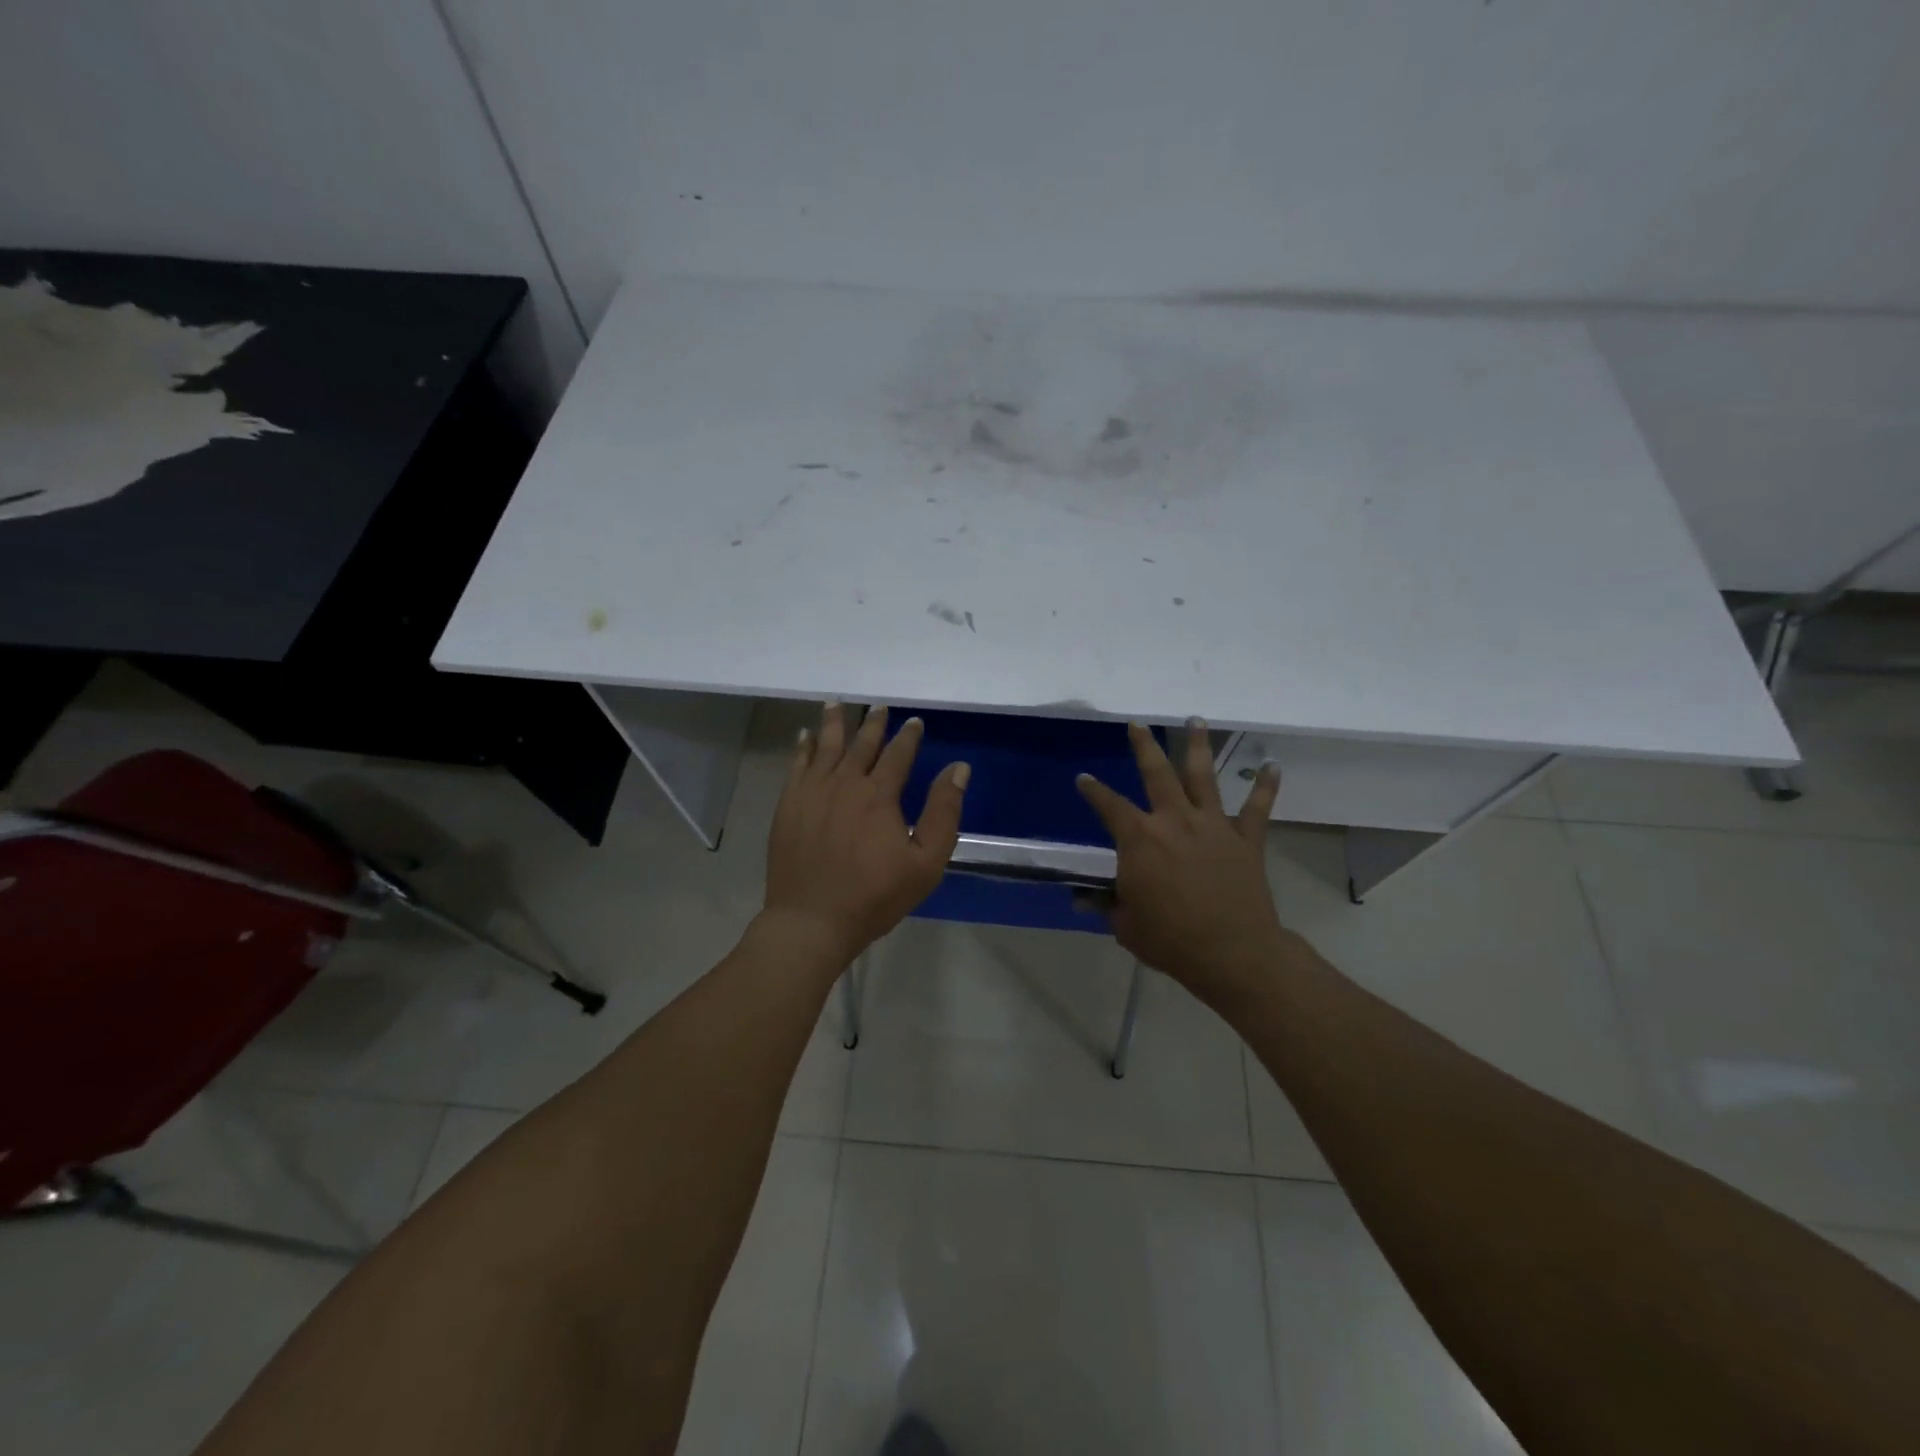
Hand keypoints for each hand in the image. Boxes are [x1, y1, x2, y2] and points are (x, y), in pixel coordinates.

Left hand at [762, 703, 969, 965]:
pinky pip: (797, 766)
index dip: (908, 737)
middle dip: (872, 724)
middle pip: (860, 744)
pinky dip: (803, 748)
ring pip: (825, 747)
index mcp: (879, 795)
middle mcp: (844, 783)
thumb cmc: (875, 895)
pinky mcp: (789, 806)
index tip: (914, 722)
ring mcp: (812, 792)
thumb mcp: (926, 861)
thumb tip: (958, 768)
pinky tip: (804, 737)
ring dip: (833, 724)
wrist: (812, 920)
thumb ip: (943, 812)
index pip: (898, 754)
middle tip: (879, 707)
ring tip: (835, 703)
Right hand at [1076, 720, 1284, 1004]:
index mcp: (1139, 839)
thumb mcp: (1126, 925)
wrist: (1232, 953)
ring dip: (1198, 746)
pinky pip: (1257, 808)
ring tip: (1196, 720)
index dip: (1093, 791)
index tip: (1083, 778)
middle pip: (1157, 774)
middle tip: (1137, 723)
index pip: (1109, 806)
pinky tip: (1272, 765)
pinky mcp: (1245, 839)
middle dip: (1144, 746)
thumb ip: (1107, 905)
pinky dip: (1265, 786)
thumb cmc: (1170, 940)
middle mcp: (1174, 821)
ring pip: (1203, 776)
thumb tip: (1084, 899)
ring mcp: (1212, 826)